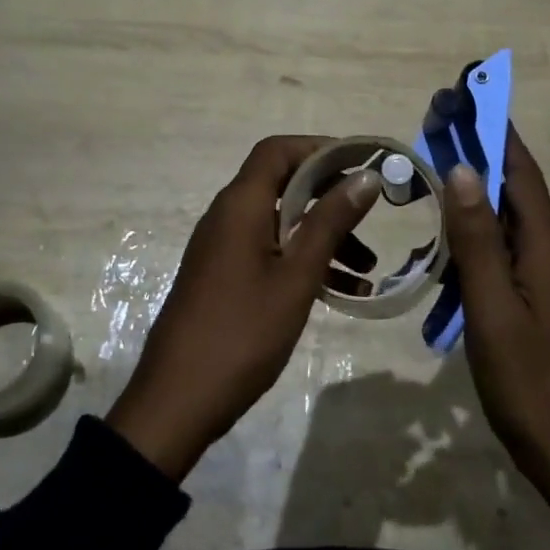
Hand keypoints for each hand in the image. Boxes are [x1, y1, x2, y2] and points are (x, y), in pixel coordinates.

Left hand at [107, 136, 379, 480]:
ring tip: (368, 267)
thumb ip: (330, 223)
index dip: (319, 148)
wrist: (177, 402)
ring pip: (282, 223)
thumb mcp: (296, 276)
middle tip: (372, 212)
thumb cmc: (242, 332)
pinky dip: (304, 262)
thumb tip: (365, 178)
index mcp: (240, 205)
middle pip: (283, 184)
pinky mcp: (224, 277)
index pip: (278, 151)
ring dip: (323, 236)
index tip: (361, 163)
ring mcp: (224, 248)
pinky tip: (342, 292)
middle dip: (330, 195)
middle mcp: (228, 216)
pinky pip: (271, 253)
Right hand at [444, 129, 549, 549]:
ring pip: (509, 233)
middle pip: (516, 199)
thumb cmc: (528, 385)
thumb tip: (464, 170)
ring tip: (432, 206)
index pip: (522, 176)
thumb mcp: (491, 310)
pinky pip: (511, 262)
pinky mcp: (549, 305)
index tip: (472, 98)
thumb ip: (477, 240)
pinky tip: (450, 268)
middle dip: (478, 168)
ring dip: (473, 215)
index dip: (498, 135)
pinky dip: (480, 252)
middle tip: (436, 142)